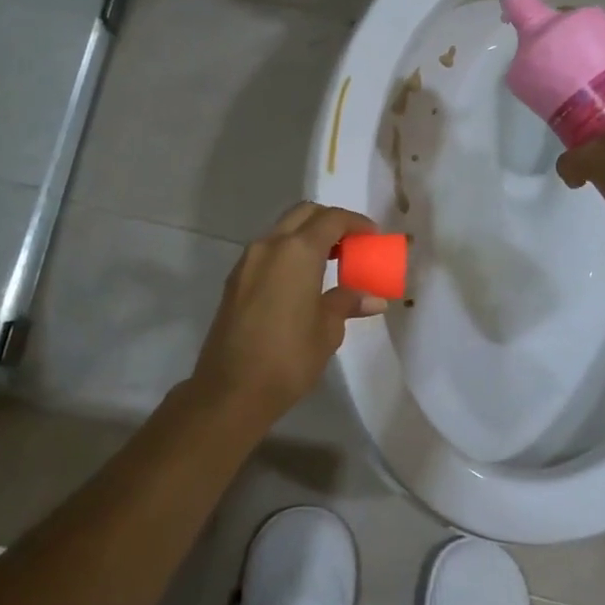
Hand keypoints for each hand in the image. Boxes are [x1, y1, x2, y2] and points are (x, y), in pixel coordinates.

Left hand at [189, 202, 387, 422]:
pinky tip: (303, 281)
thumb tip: (373, 298)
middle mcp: (269, 245)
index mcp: (297, 251)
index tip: (373, 236)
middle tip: (351, 244)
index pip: (332, 219)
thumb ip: (347, 303)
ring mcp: (248, 261)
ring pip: (282, 230)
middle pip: (303, 214)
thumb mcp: (328, 330)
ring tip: (330, 263)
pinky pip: (268, 251)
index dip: (356, 223)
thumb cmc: (288, 358)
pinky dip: (289, 253)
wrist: (231, 389)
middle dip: (330, 221)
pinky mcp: (236, 280)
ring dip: (307, 236)